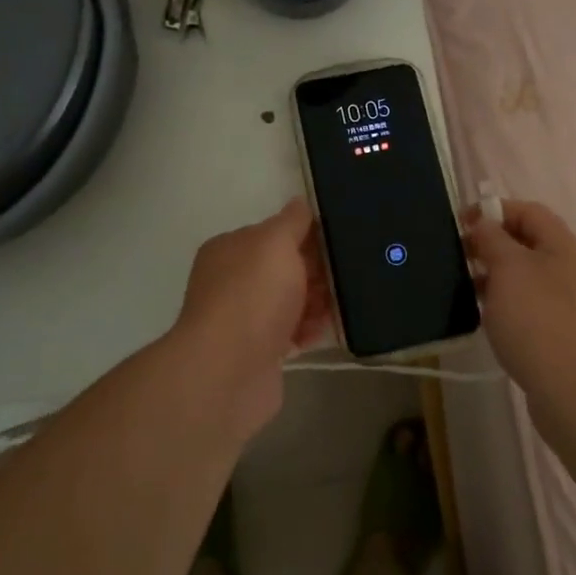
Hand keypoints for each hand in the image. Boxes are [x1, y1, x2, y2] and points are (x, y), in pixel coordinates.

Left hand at [171, 199, 332, 430]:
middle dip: (315, 271)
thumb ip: (292, 221)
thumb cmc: (252, 296)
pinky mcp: (257, 354)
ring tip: (342, 305)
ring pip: (289, 303)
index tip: (338, 242)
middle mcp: (231, 282)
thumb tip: (301, 202)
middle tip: (347, 274)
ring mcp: (242, 320)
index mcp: (230, 250)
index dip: (306, 236)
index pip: (273, 234)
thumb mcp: (276, 243)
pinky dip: (307, 331)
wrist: (228, 371)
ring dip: (315, 303)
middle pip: (283, 269)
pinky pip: (290, 334)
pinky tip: (325, 331)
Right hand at [465, 199, 575, 388]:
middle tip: (460, 259)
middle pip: (531, 245)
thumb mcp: (508, 268)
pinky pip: (535, 309)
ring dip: (500, 279)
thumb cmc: (538, 318)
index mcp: (565, 246)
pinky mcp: (570, 337)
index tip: (460, 224)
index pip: (529, 212)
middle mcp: (575, 271)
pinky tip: (493, 323)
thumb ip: (493, 239)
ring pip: (531, 279)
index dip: (494, 210)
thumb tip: (484, 223)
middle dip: (494, 246)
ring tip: (470, 292)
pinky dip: (511, 307)